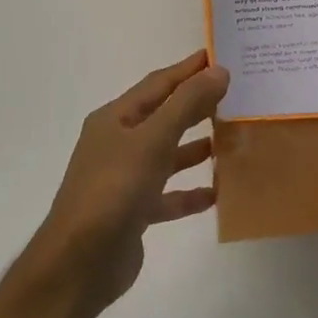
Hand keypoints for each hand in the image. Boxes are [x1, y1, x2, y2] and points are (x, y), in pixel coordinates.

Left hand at [24, 51, 228, 315]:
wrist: (80, 262)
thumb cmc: (114, 190)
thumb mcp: (153, 140)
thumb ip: (186, 104)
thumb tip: (219, 71)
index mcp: (115, 119)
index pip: (158, 84)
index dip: (189, 69)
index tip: (221, 56)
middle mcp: (118, 144)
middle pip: (164, 117)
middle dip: (197, 106)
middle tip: (237, 94)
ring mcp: (125, 179)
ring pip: (168, 155)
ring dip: (197, 147)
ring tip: (233, 138)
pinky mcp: (134, 211)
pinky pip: (169, 195)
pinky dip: (191, 191)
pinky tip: (218, 192)